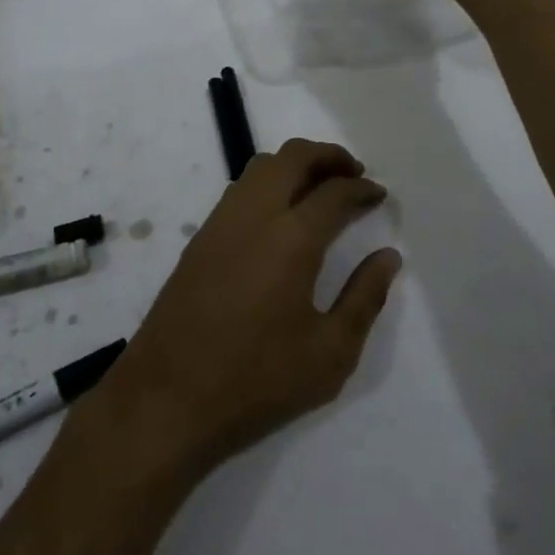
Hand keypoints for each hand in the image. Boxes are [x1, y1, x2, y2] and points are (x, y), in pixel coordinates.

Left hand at [91, 139, 401, 481]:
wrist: (166, 399)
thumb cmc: (256, 381)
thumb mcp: (329, 354)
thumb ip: (364, 298)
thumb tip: (388, 256)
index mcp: (291, 239)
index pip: (335, 191)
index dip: (362, 188)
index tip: (379, 195)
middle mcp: (254, 215)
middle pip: (294, 156)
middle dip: (329, 156)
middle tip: (353, 174)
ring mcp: (221, 222)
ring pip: (261, 166)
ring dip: (295, 164)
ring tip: (319, 189)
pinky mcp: (200, 238)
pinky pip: (240, 188)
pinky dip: (269, 182)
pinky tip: (280, 216)